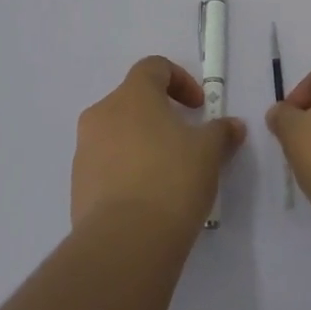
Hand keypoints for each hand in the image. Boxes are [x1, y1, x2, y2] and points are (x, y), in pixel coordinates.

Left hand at [73, 56, 246, 238]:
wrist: (124, 242)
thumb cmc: (171, 178)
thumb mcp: (209, 152)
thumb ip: (221, 132)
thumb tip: (232, 126)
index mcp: (132, 95)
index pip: (154, 67)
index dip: (180, 80)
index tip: (198, 107)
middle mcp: (102, 114)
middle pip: (133, 101)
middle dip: (160, 115)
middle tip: (185, 141)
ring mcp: (84, 151)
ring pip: (117, 134)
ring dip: (142, 144)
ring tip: (168, 175)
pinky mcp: (78, 186)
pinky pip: (106, 166)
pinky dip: (127, 172)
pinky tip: (148, 200)